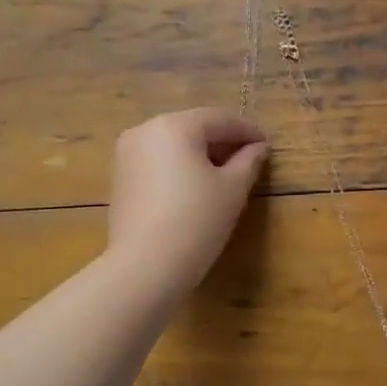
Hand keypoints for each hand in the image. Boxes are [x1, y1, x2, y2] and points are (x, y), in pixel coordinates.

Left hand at [106, 108, 268, 293]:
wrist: (145, 266)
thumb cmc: (196, 221)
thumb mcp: (232, 189)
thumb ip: (248, 161)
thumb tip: (258, 147)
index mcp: (174, 125)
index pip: (219, 119)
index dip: (247, 130)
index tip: (267, 145)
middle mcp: (145, 130)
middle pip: (193, 128)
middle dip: (222, 141)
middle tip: (249, 158)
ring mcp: (126, 154)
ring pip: (173, 144)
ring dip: (200, 154)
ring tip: (225, 173)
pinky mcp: (120, 178)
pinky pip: (157, 162)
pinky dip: (179, 167)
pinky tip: (196, 186)